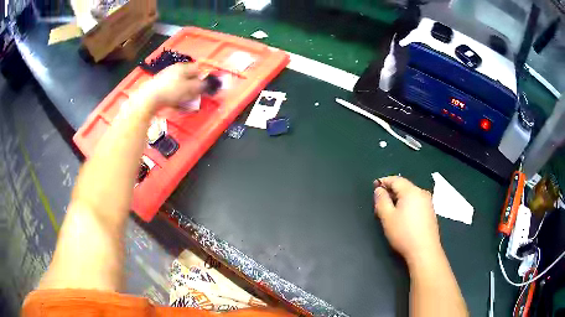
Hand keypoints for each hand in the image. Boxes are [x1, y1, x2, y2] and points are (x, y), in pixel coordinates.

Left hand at [137, 63, 203, 110]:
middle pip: (188, 78)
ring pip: (180, 86)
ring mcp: (165, 78)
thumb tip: (212, 83)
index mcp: (183, 67)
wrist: (148, 98)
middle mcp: (174, 70)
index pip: (198, 69)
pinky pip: (171, 92)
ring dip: (185, 95)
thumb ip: (202, 85)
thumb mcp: (190, 88)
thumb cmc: (171, 91)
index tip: (203, 89)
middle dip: (193, 88)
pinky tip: (175, 105)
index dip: (202, 78)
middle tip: (194, 98)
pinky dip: (175, 98)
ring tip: (185, 104)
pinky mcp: (159, 88)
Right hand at [373, 176, 440, 264]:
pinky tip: (402, 217)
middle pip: (404, 187)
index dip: (384, 181)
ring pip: (410, 195)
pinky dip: (407, 205)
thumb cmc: (404, 233)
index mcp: (411, 191)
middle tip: (379, 202)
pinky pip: (416, 202)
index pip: (396, 180)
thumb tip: (379, 190)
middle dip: (391, 191)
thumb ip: (381, 200)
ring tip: (389, 211)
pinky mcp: (430, 212)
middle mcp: (421, 193)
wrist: (424, 251)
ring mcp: (428, 202)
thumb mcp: (387, 217)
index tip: (374, 186)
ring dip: (399, 199)